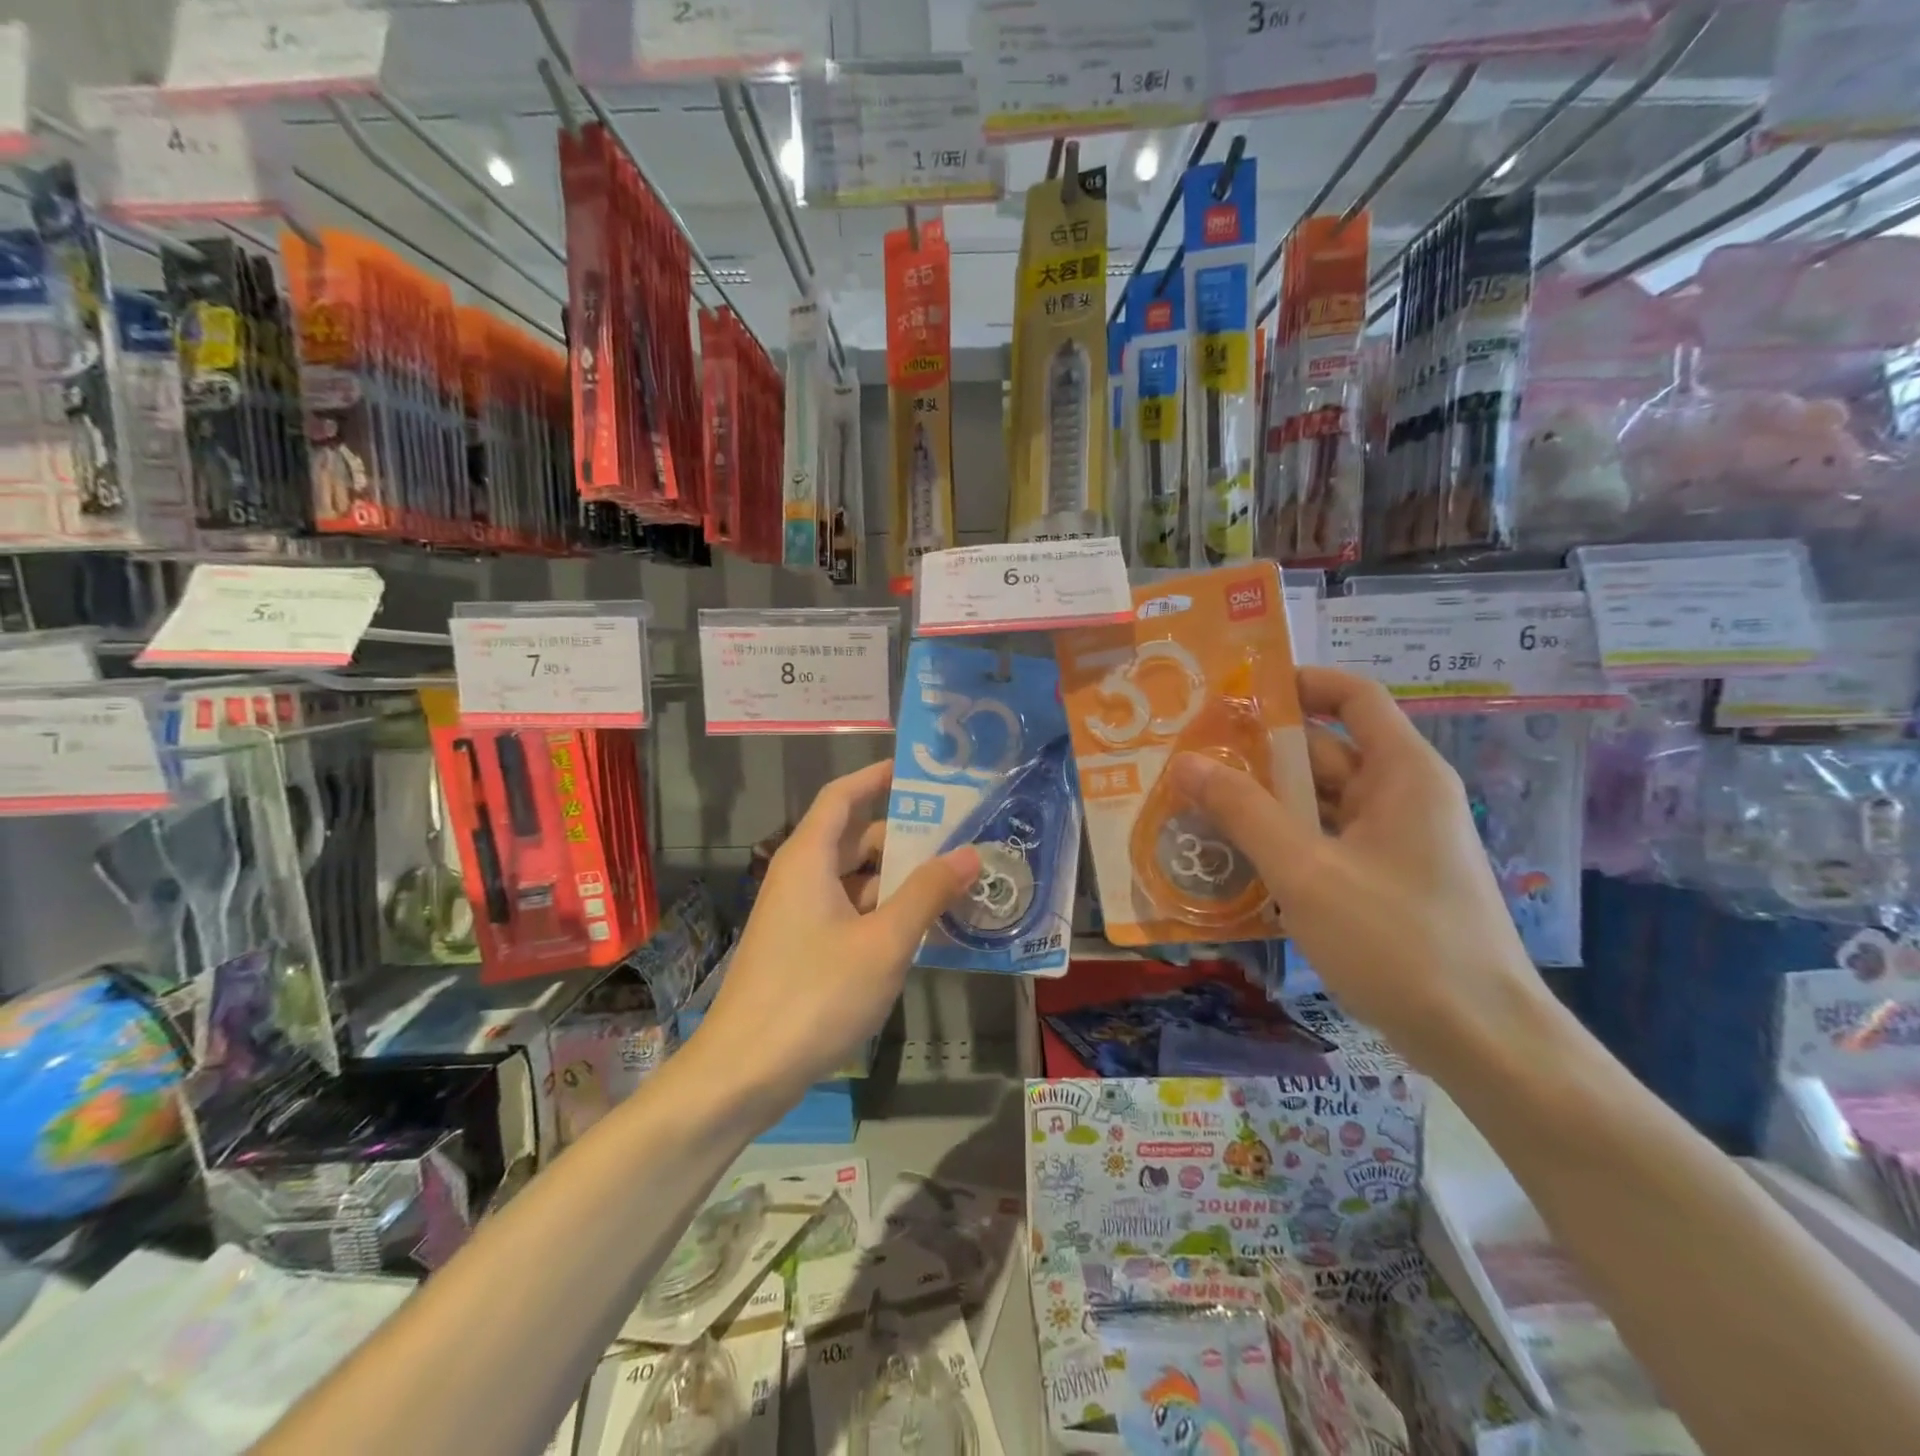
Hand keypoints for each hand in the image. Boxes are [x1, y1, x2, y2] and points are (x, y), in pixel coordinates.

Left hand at [691, 761, 980, 1109]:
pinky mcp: (802, 949)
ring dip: (899, 879)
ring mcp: (799, 916)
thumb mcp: (883, 942)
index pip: (842, 796)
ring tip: (954, 881)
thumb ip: (927, 893)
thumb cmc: (814, 994)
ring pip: (855, 880)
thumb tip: (969, 852)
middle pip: (854, 838)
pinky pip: (849, 913)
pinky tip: (923, 929)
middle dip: (904, 835)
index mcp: (809, 858)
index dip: (876, 777)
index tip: (918, 772)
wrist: (743, 1073)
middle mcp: (800, 878)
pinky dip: (884, 912)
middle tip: (959, 834)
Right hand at [1171, 667, 1551, 1075]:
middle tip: (1189, 757)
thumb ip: (1243, 812)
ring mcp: (1395, 843)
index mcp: (1402, 773)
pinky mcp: (1384, 882)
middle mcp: (1402, 797)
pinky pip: (1325, 842)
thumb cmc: (1397, 941)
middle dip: (1259, 753)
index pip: (1353, 697)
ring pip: (1320, 803)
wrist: (1481, 1042)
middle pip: (1325, 752)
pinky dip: (1283, 841)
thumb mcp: (1306, 871)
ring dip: (1263, 803)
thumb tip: (1186, 763)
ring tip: (1195, 804)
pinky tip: (1233, 857)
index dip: (1299, 684)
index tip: (1236, 695)